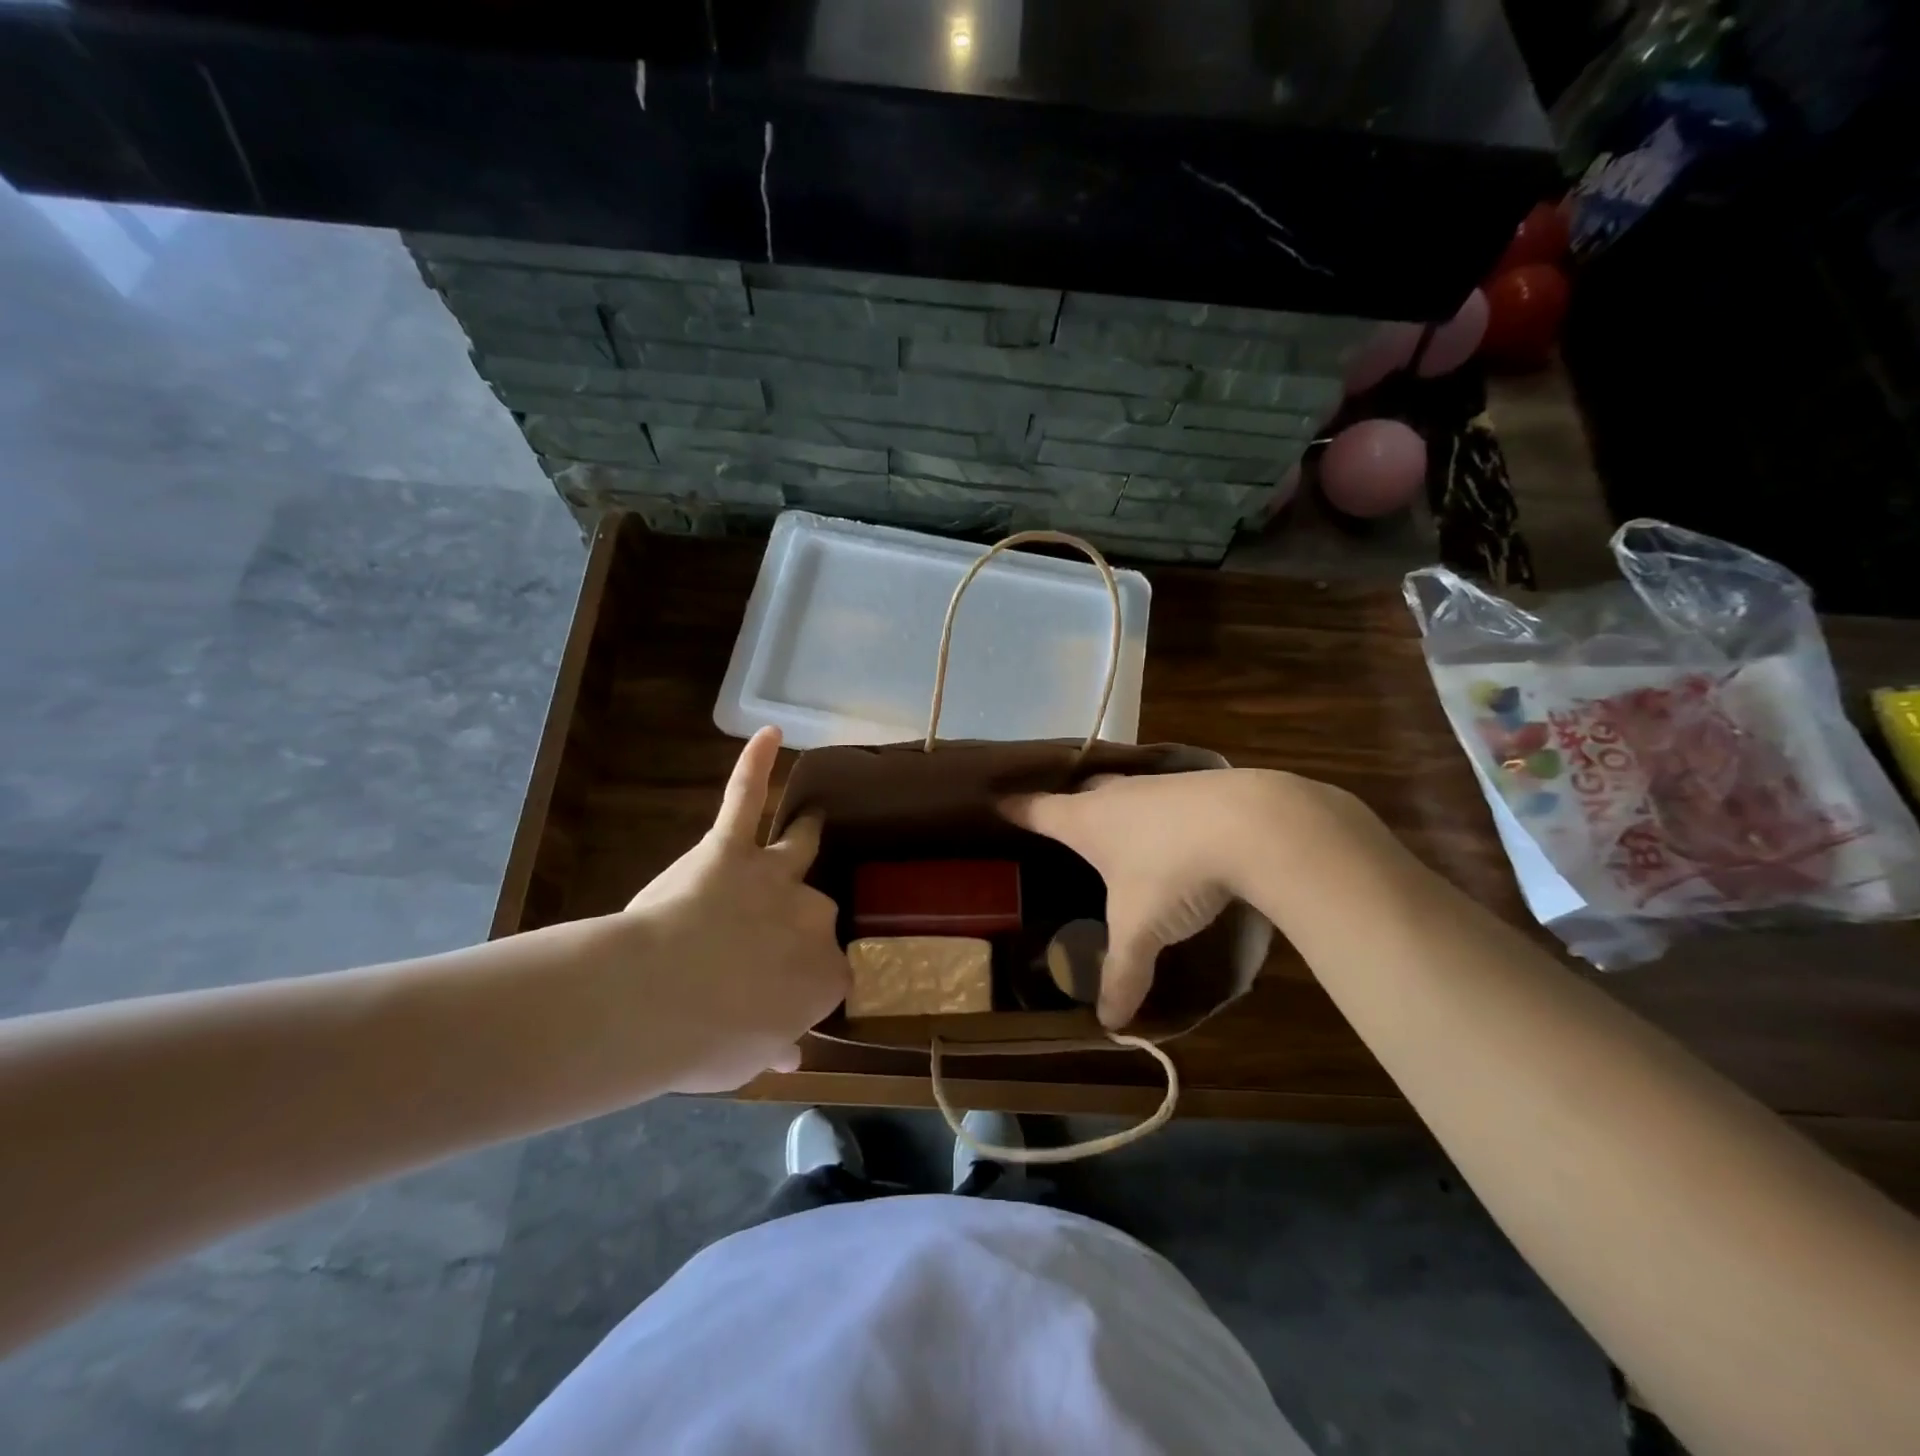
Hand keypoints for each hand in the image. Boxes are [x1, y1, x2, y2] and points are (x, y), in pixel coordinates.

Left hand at [619, 726, 847, 1091]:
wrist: (658, 999)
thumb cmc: (705, 1043)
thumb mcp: (746, 1062)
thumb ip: (775, 1048)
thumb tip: (791, 1055)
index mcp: (823, 974)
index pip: (832, 972)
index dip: (808, 981)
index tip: (786, 994)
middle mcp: (812, 916)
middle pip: (818, 911)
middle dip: (797, 925)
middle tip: (763, 946)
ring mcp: (773, 876)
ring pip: (797, 849)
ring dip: (805, 835)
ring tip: (813, 822)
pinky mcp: (729, 848)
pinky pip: (744, 799)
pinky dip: (755, 765)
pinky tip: (770, 734)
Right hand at [1002, 769, 1369, 1027]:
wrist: (1254, 824)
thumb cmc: (1173, 871)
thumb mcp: (1141, 930)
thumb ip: (1122, 974)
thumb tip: (1110, 1023)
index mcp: (1087, 821)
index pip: (1038, 810)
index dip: (1016, 809)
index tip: (997, 803)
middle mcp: (1118, 795)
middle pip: (1081, 791)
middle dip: (1068, 803)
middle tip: (1061, 817)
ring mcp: (1161, 786)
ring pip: (1126, 791)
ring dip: (1117, 804)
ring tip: (1117, 824)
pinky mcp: (1202, 785)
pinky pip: (1166, 796)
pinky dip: (1161, 811)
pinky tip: (1175, 830)